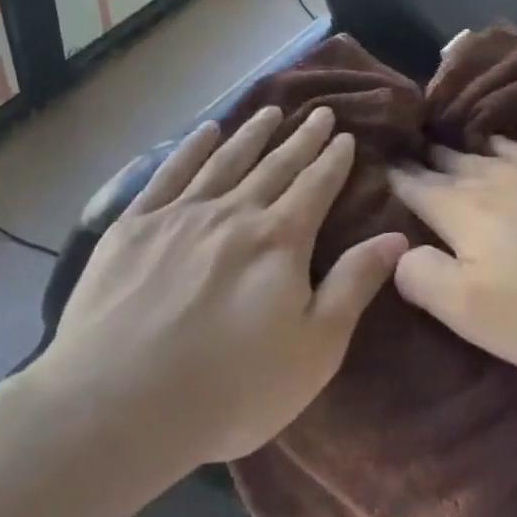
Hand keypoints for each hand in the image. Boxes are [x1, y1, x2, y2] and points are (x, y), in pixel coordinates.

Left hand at [46, 105, 407, 464]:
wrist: (119, 405)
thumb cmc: (232, 389)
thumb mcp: (315, 349)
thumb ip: (354, 285)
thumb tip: (396, 237)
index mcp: (280, 240)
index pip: (315, 186)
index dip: (333, 160)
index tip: (344, 135)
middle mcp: (233, 213)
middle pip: (274, 166)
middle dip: (301, 139)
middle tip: (318, 112)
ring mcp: (178, 215)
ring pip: (225, 160)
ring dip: (251, 134)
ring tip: (270, 111)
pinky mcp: (133, 226)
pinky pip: (169, 173)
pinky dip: (191, 148)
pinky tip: (205, 131)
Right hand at [389, 139, 516, 378]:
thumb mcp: (476, 312)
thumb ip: (424, 277)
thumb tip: (398, 251)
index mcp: (461, 211)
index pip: (413, 186)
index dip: (390, 177)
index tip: (370, 164)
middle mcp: (494, 179)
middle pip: (447, 161)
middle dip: (421, 158)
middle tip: (401, 153)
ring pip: (485, 150)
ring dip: (459, 149)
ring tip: (444, 145)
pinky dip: (505, 146)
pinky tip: (508, 150)